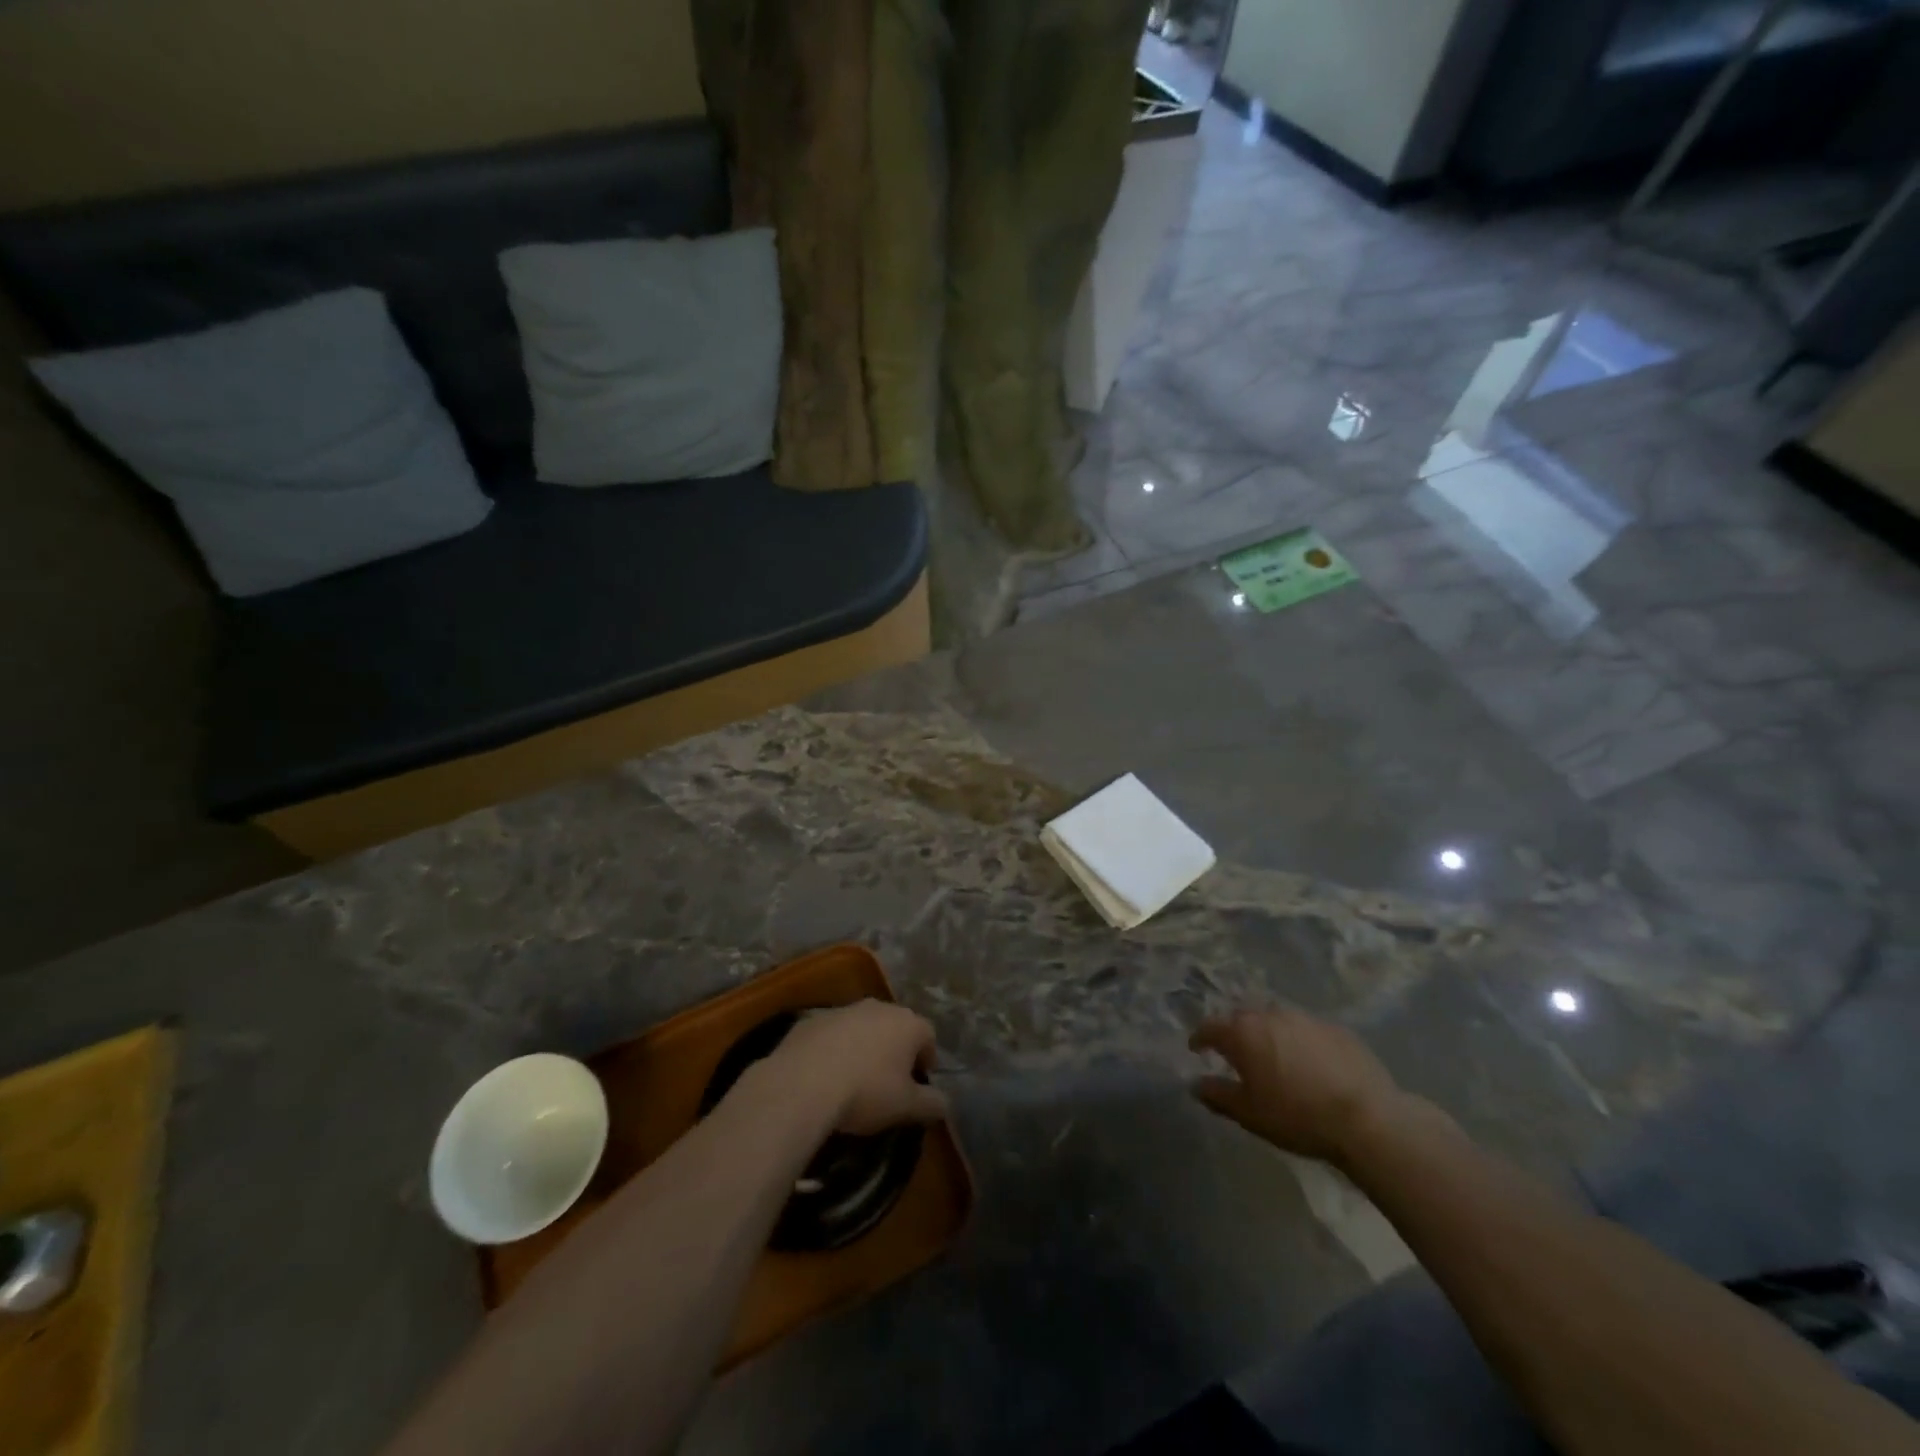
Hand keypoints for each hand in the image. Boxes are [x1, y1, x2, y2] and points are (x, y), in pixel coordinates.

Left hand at [764, 1000, 946, 1135]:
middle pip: (895, 1026)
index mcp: (907, 1023)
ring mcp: (843, 1010)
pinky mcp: (812, 1019)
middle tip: (888, 1081)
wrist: (803, 1083)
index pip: (928, 1036)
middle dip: (895, 1049)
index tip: (919, 1081)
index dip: (927, 1059)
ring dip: (863, 1046)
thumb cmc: (866, 1092)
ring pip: (862, 1027)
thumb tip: (945, 1104)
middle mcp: (878, 1007)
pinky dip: (833, 1049)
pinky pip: (832, 1034)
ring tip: (854, 1078)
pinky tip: (824, 1075)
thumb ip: (932, 1104)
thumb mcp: (906, 1107)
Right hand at [1190, 1006, 1408, 1165]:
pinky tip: (1308, 1062)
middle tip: (1235, 1053)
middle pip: (1243, 1018)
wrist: (1367, 1119)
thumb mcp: (1249, 1114)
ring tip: (1272, 1054)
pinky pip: (1305, 1029)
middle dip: (1234, 1032)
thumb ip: (1218, 1095)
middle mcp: (1270, 1015)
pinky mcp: (1335, 1028)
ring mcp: (1304, 1018)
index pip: (1210, 1027)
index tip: (1196, 1048)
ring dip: (1267, 1033)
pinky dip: (1298, 1040)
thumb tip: (1195, 1084)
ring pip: (1275, 1019)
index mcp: (1243, 1033)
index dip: (1200, 1038)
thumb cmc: (1297, 1116)